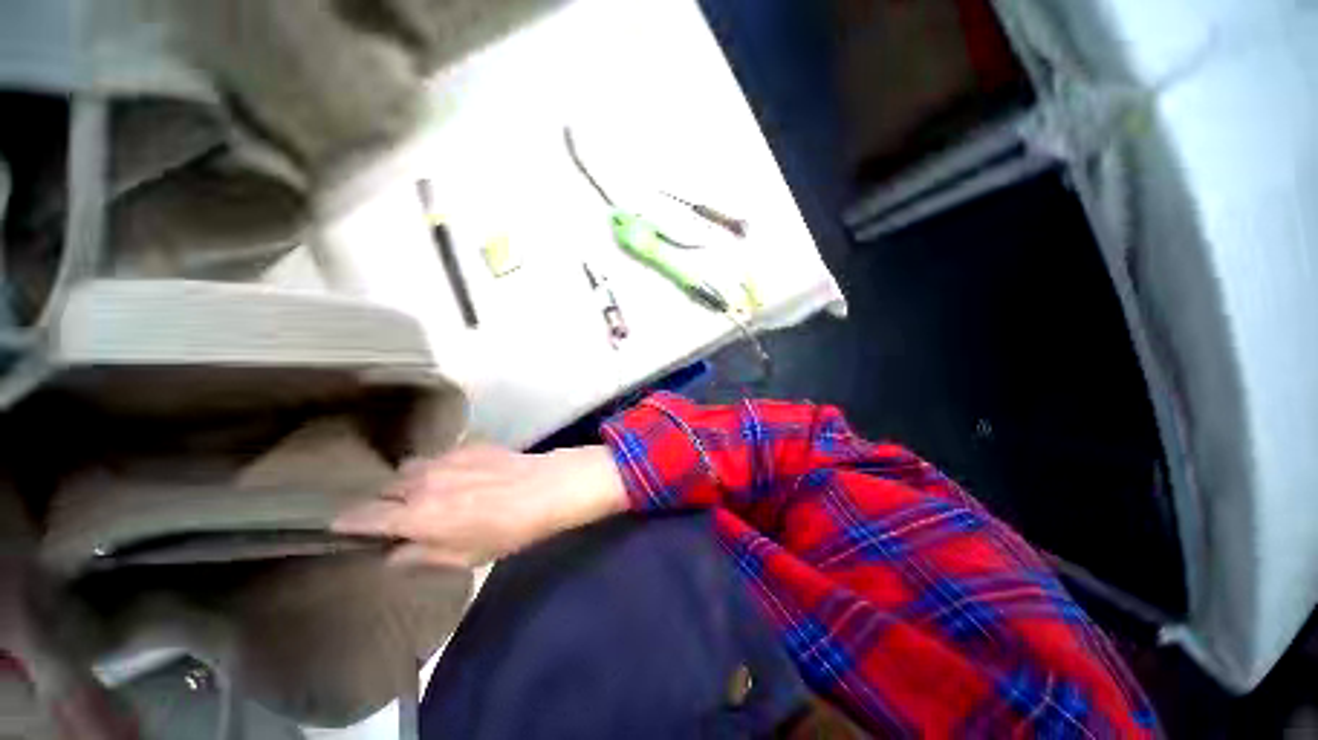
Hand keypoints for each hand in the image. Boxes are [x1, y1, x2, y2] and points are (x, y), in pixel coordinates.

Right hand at [332, 444, 627, 568]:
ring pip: (411, 468)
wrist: (546, 488)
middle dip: (385, 501)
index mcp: (418, 516)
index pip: (366, 517)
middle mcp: (423, 483)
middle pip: (386, 489)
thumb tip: (393, 555)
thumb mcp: (465, 556)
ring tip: (429, 491)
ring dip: (411, 481)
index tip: (343, 526)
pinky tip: (460, 474)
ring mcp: (446, 459)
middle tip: (398, 513)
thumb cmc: (509, 530)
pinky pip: (440, 455)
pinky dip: (439, 466)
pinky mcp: (468, 445)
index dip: (350, 522)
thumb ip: (423, 555)